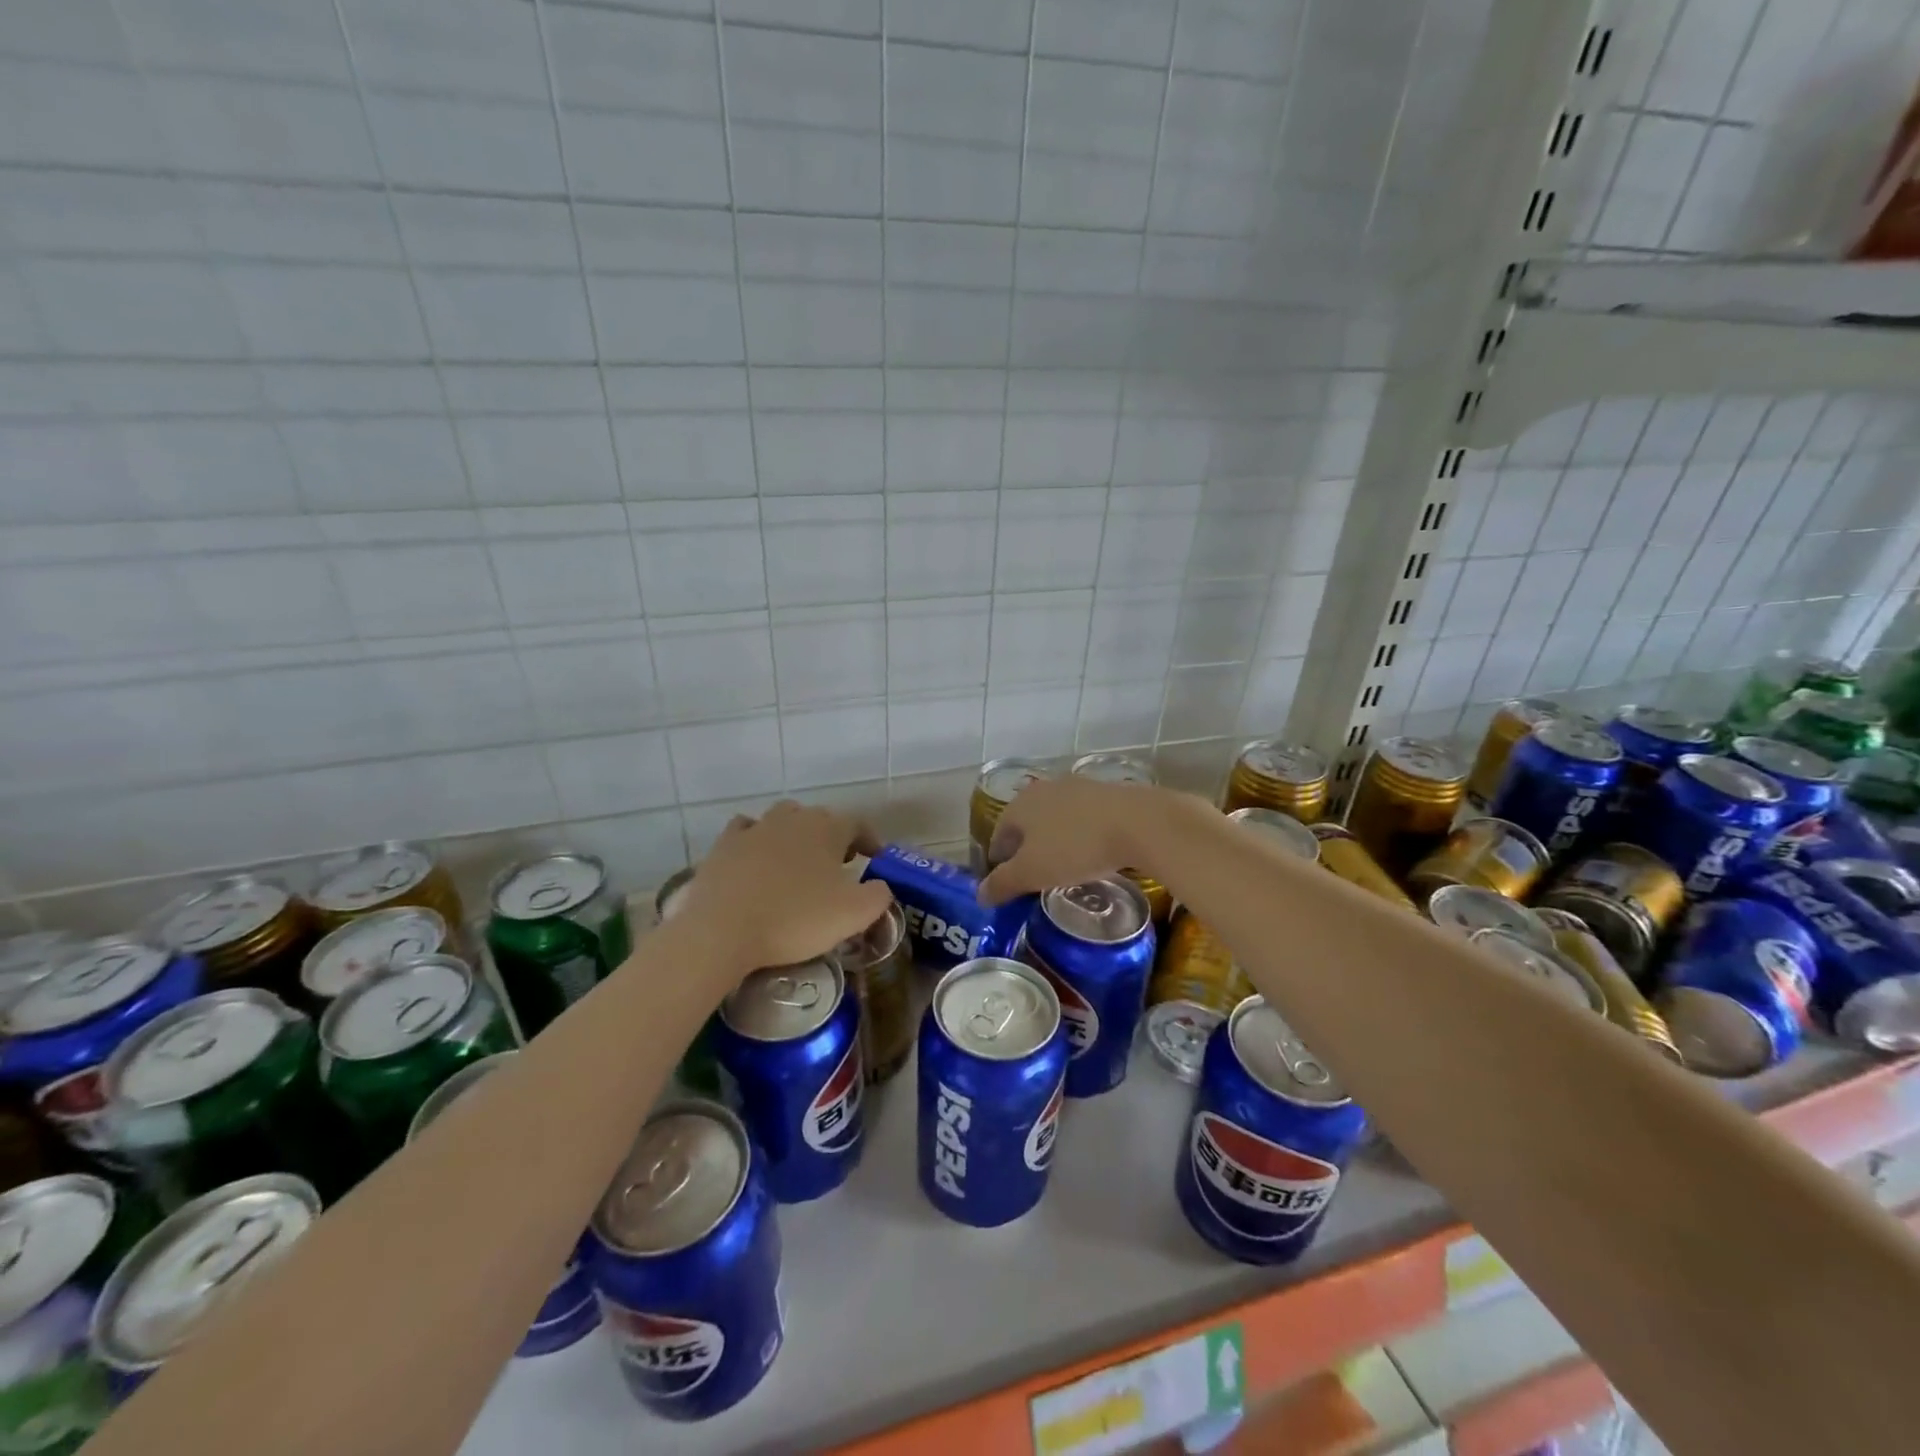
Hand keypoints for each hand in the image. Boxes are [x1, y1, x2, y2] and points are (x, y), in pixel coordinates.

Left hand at [673, 801, 893, 974]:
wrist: (722, 930)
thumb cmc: (795, 919)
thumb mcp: (853, 914)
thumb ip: (879, 896)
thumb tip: (881, 886)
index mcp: (827, 828)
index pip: (858, 824)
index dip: (870, 841)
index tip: (875, 860)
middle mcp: (792, 818)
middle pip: (818, 820)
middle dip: (831, 839)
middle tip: (837, 868)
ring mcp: (754, 828)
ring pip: (782, 821)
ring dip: (794, 837)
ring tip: (797, 865)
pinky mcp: (723, 846)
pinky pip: (745, 832)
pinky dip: (756, 841)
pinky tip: (756, 860)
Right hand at [978, 777, 1169, 904]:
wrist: (1138, 822)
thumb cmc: (1075, 847)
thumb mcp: (1032, 872)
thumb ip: (1002, 883)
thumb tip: (979, 895)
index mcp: (1019, 805)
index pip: (999, 835)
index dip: (999, 862)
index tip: (1007, 883)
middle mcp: (1043, 789)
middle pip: (1026, 824)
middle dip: (1026, 849)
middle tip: (1034, 877)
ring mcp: (1075, 787)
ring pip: (1054, 818)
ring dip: (1053, 840)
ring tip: (1063, 866)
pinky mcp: (1105, 792)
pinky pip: (1082, 817)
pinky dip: (1079, 834)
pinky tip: (1091, 852)